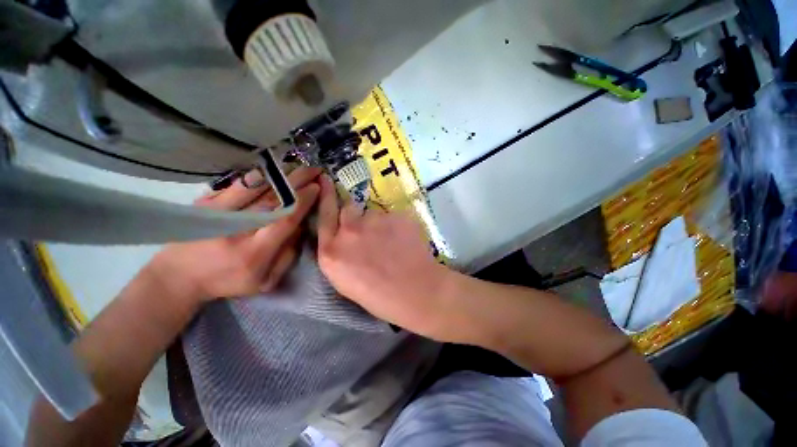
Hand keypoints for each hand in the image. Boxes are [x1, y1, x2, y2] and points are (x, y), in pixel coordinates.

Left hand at [149, 167, 321, 303]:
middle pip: (273, 200)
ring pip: (255, 187)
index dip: (303, 201)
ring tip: (298, 166)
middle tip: (315, 170)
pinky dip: (258, 176)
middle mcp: (237, 231)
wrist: (179, 277)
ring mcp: (218, 214)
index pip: (285, 220)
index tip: (317, 187)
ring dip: (281, 175)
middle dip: (297, 182)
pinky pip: (238, 185)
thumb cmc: (228, 282)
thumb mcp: (265, 281)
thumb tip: (300, 228)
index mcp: (255, 253)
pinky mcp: (206, 205)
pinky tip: (273, 169)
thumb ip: (287, 256)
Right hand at [316, 175, 455, 338]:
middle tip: (369, 231)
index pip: (323, 215)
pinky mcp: (396, 216)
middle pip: (348, 208)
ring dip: (378, 223)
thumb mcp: (346, 280)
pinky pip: (392, 216)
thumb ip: (340, 252)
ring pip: (373, 213)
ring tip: (392, 242)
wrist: (416, 291)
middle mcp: (349, 231)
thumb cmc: (380, 297)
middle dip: (355, 215)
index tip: (324, 180)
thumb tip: (345, 234)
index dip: (324, 196)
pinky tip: (404, 241)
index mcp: (331, 252)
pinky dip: (396, 226)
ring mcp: (374, 221)